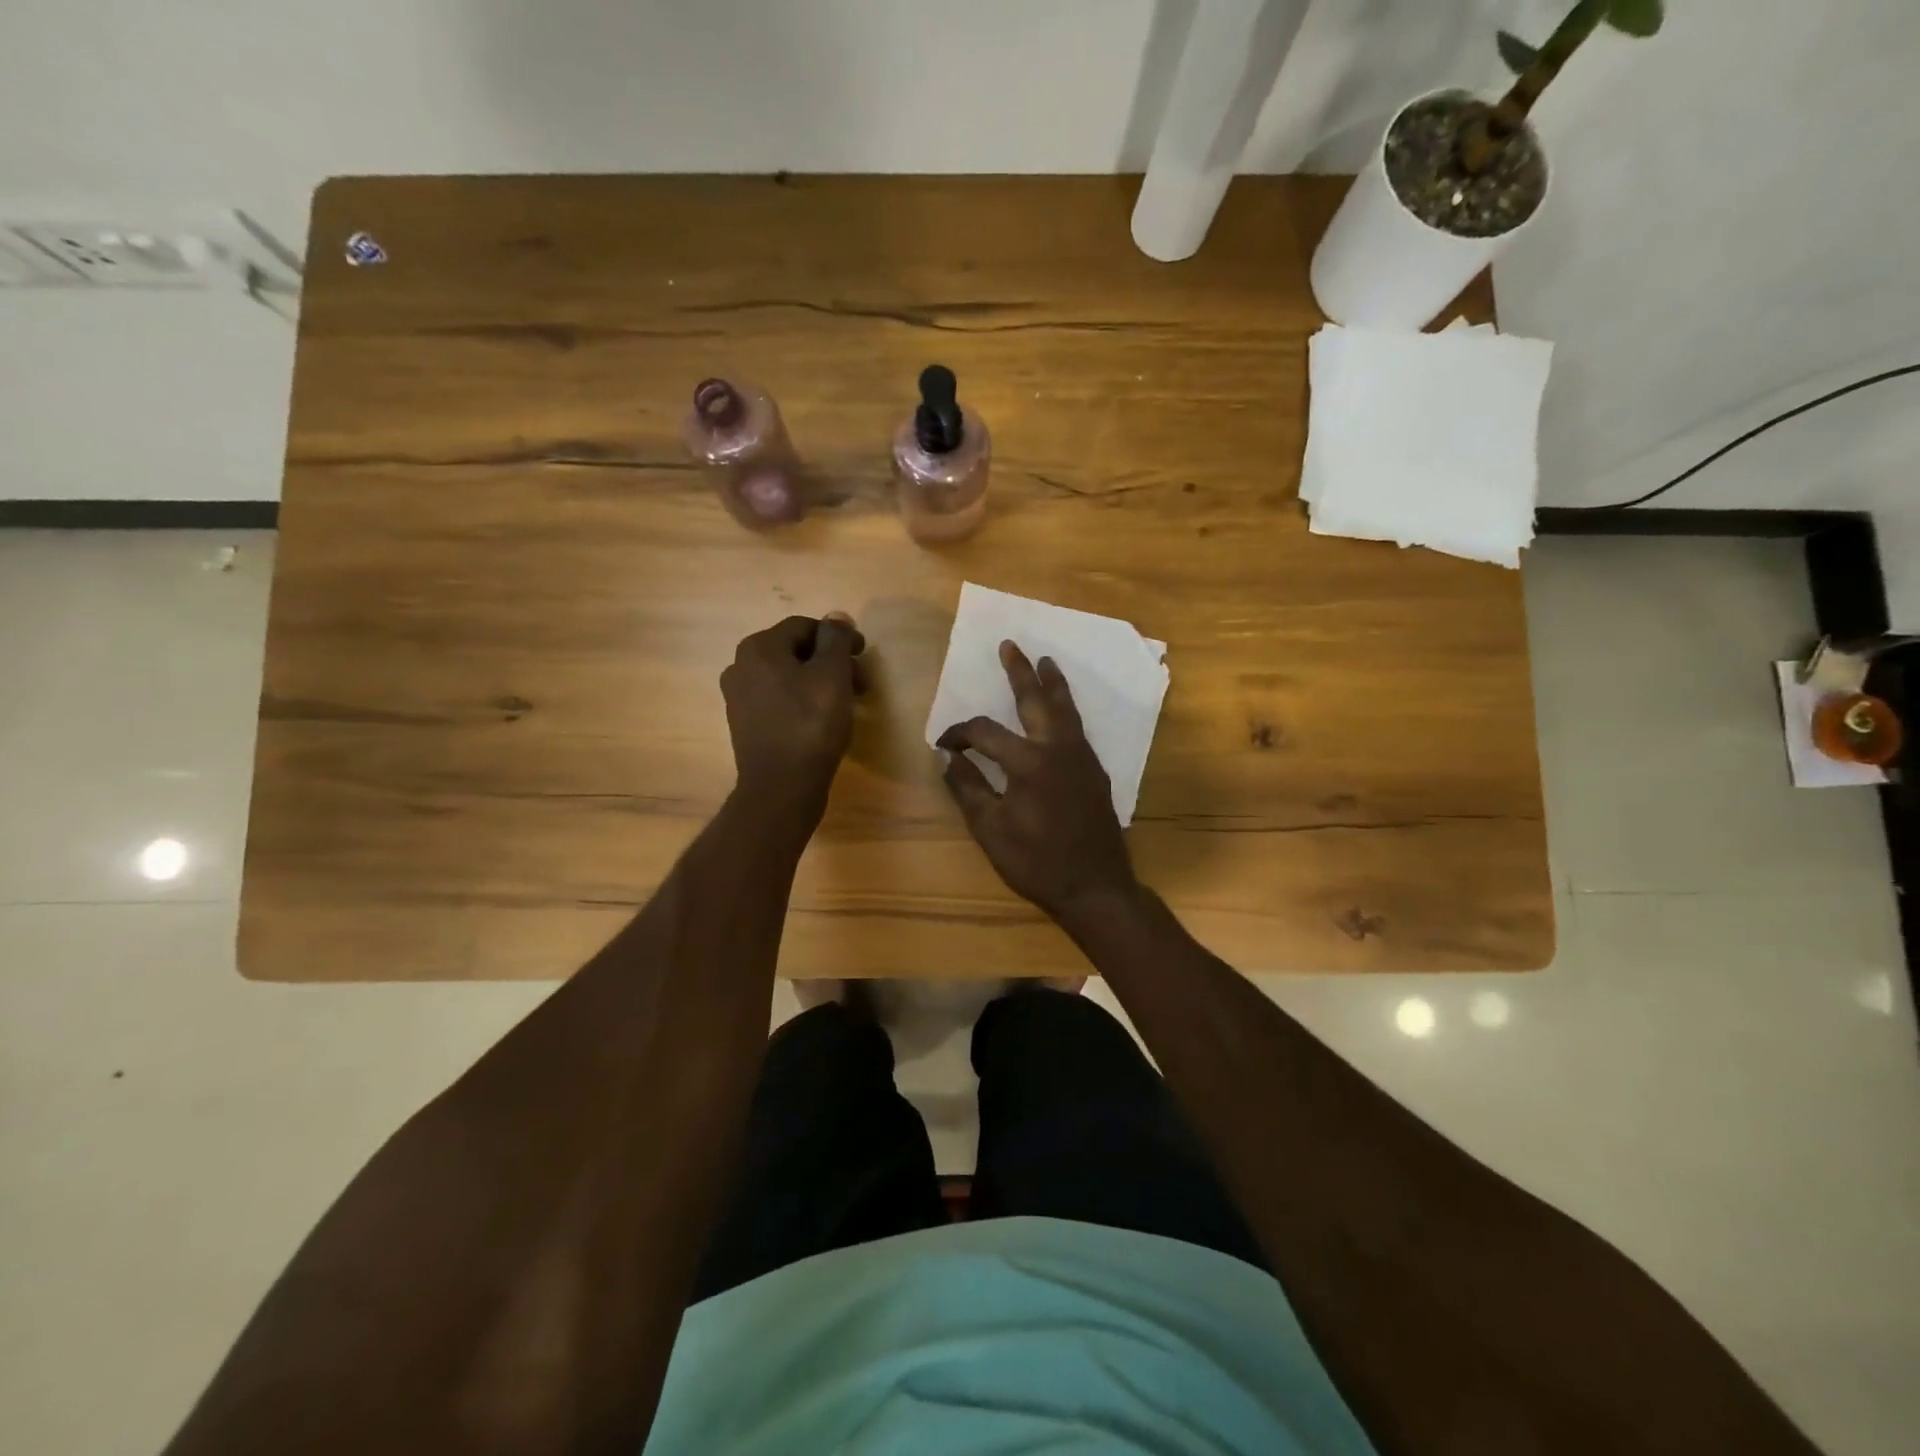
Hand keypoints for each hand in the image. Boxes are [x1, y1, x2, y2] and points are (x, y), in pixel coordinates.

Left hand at [721, 614, 864, 814]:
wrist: (782, 787)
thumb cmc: (810, 724)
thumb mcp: (833, 674)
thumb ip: (836, 639)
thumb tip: (837, 617)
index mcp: (759, 648)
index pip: (805, 627)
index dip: (839, 637)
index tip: (864, 656)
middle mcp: (741, 667)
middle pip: (795, 652)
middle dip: (831, 663)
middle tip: (860, 684)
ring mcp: (739, 698)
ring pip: (788, 677)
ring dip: (819, 683)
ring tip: (846, 704)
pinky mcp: (746, 725)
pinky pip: (779, 701)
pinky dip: (803, 702)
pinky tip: (822, 721)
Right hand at [938, 641, 1137, 921]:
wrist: (1095, 886)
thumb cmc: (1036, 862)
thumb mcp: (990, 830)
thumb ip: (967, 789)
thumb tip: (948, 758)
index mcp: (1028, 762)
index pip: (985, 734)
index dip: (960, 734)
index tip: (944, 744)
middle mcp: (1058, 749)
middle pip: (1036, 700)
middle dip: (1021, 672)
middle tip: (1011, 646)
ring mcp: (1082, 758)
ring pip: (1066, 709)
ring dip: (1052, 684)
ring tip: (1045, 662)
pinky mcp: (1095, 771)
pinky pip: (1078, 728)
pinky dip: (1067, 710)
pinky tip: (1061, 713)